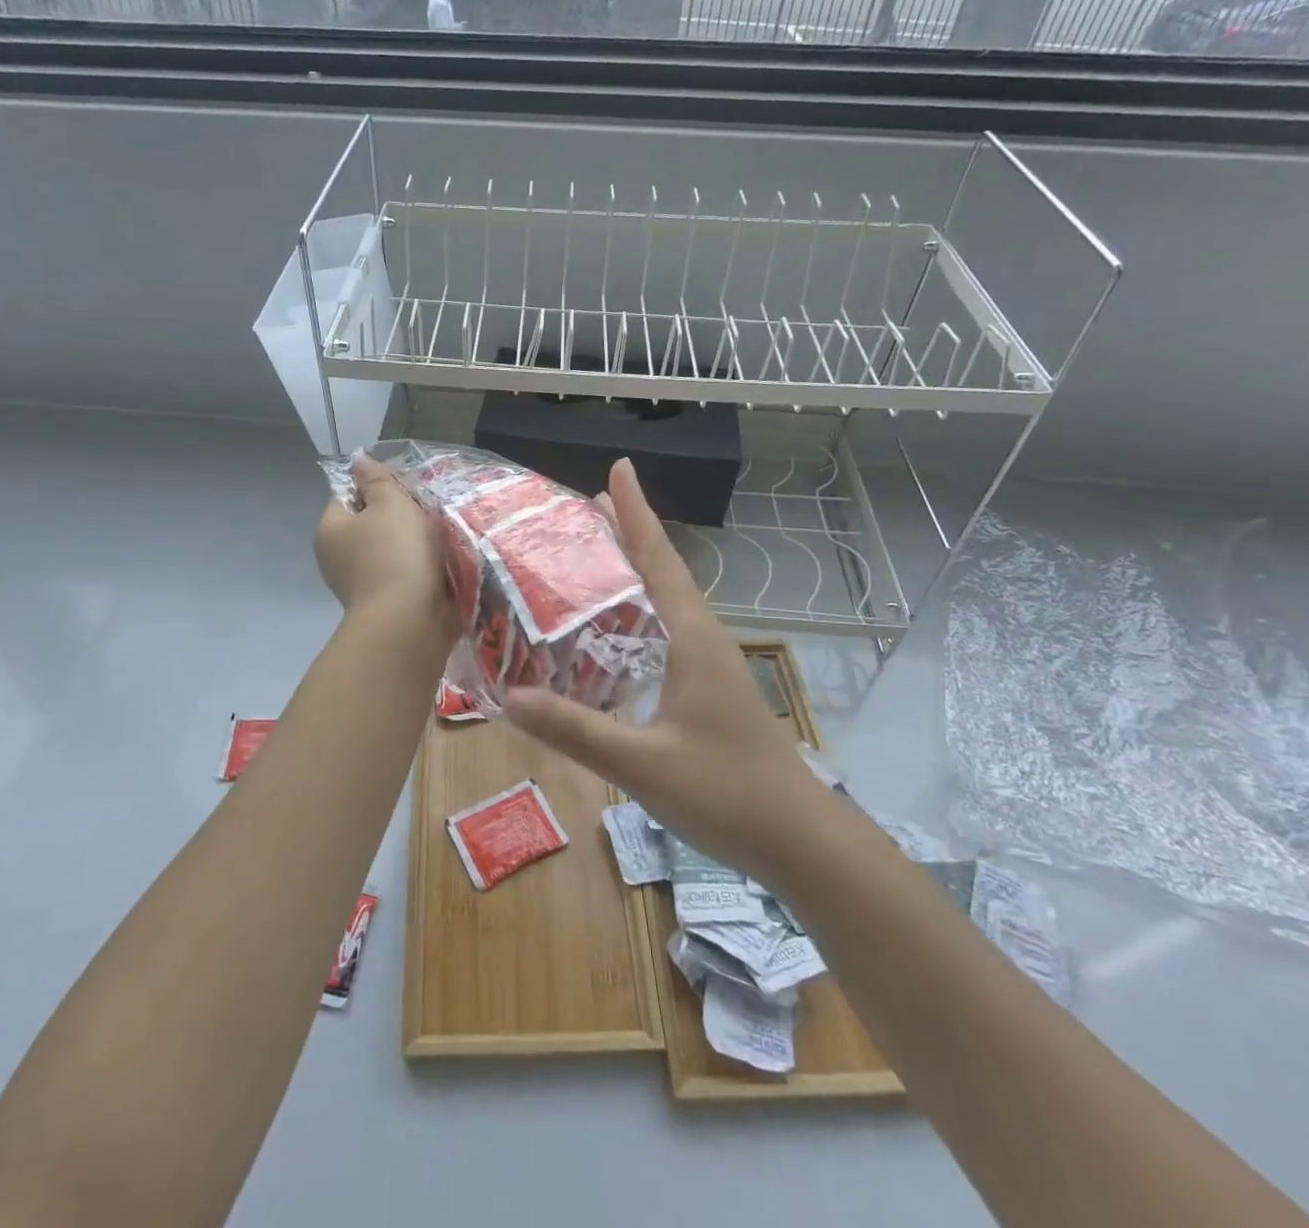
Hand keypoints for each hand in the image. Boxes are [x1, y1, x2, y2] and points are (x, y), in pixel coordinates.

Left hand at [315, 454, 456, 638]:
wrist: (409, 621)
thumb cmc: (397, 554)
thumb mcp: (390, 503)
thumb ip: (376, 479)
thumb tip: (358, 459)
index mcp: (331, 529)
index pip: (348, 494)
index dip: (376, 486)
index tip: (405, 490)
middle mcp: (337, 557)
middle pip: (369, 523)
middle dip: (398, 516)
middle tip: (426, 512)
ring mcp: (359, 584)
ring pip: (388, 549)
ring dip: (412, 544)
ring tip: (439, 538)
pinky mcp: (383, 604)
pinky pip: (401, 574)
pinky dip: (417, 568)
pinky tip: (438, 565)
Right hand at [503, 458, 830, 880]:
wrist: (799, 840)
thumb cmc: (727, 793)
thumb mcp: (642, 764)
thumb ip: (575, 730)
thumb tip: (510, 695)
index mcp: (691, 637)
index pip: (658, 558)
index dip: (636, 511)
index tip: (619, 467)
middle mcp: (701, 638)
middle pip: (658, 570)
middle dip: (624, 535)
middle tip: (578, 511)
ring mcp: (707, 664)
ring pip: (662, 601)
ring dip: (629, 573)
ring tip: (586, 559)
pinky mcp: (706, 688)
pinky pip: (663, 633)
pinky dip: (633, 615)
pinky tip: (607, 636)